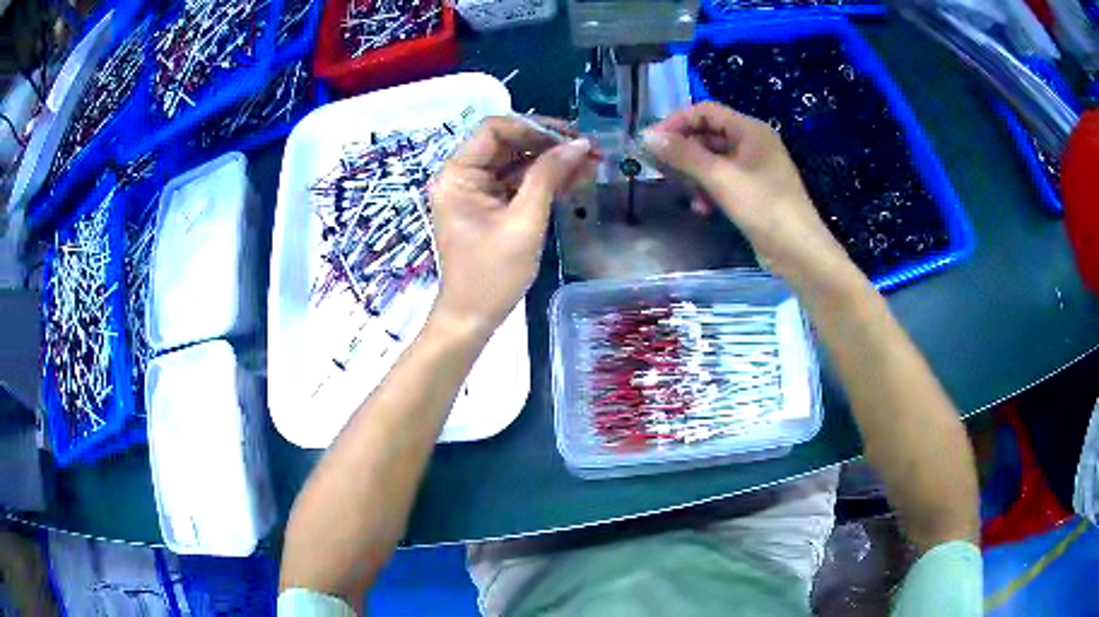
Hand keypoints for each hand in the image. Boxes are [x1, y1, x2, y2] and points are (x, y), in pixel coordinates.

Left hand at [428, 116, 594, 337]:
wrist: (473, 317)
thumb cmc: (493, 274)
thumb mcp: (525, 221)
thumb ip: (549, 176)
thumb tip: (580, 144)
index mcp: (457, 175)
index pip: (494, 129)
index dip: (534, 127)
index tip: (570, 137)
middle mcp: (463, 175)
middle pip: (508, 143)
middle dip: (550, 145)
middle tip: (591, 150)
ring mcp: (476, 191)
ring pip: (517, 163)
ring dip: (553, 162)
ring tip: (593, 165)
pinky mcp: (489, 206)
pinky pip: (518, 183)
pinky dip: (545, 181)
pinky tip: (577, 180)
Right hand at [641, 102, 852, 283]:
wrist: (798, 252)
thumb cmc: (763, 207)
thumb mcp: (720, 178)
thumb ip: (684, 155)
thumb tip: (647, 136)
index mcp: (750, 130)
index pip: (706, 111)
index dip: (677, 121)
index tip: (652, 141)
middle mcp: (753, 143)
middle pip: (708, 134)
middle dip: (683, 150)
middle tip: (658, 166)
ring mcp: (754, 168)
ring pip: (713, 160)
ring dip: (694, 173)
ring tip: (682, 190)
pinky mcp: (753, 192)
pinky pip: (723, 180)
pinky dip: (708, 189)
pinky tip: (702, 208)